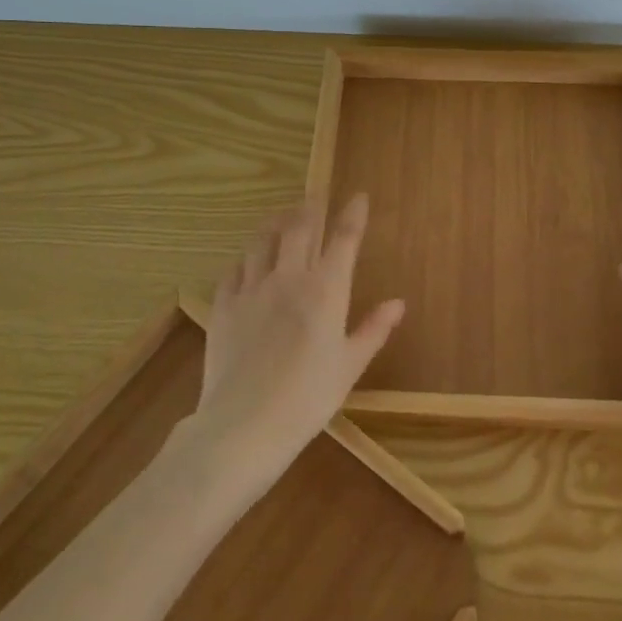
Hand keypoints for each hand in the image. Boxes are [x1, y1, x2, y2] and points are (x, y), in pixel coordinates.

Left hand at [192, 193, 404, 483]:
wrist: (244, 425)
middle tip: (315, 195)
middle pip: (300, 228)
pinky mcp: (223, 306)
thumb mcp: (350, 366)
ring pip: (262, 240)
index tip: (357, 197)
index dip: (352, 214)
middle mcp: (289, 278)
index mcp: (326, 290)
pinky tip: (247, 261)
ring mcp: (252, 289)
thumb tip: (398, 303)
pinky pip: (234, 270)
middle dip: (310, 206)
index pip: (344, 239)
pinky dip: (245, 258)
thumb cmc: (308, 399)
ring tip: (281, 214)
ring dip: (275, 221)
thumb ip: (374, 329)